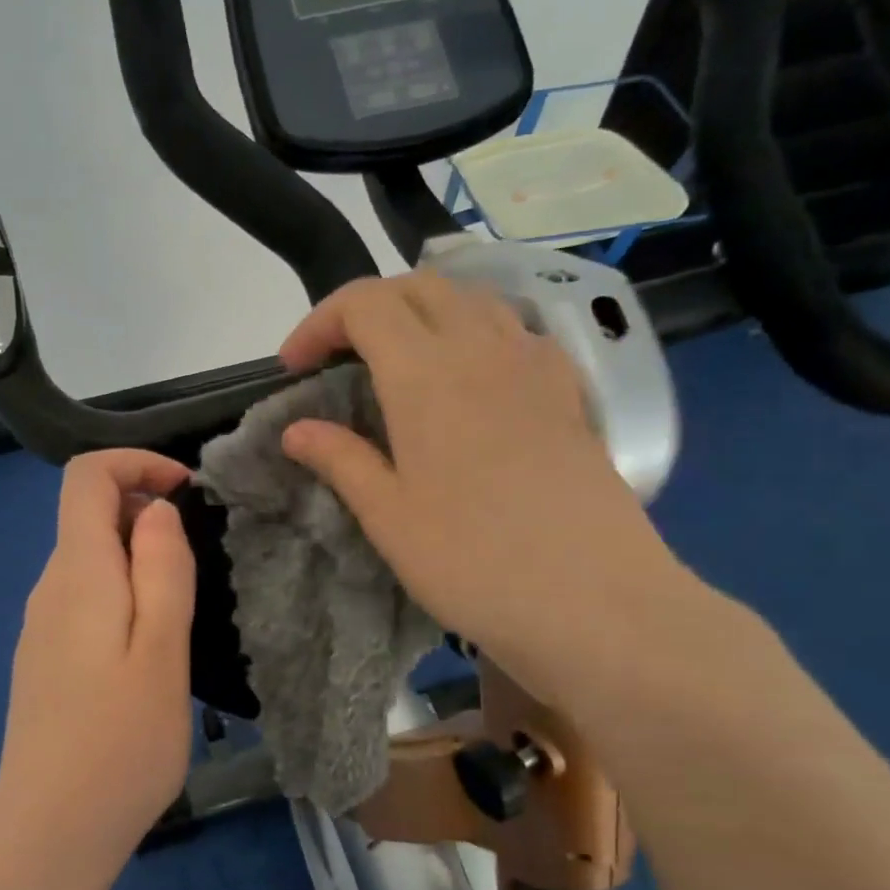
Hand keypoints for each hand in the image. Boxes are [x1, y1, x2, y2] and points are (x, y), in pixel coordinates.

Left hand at [0, 450, 196, 857]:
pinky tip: (148, 651)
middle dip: (147, 515)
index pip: (87, 476)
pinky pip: (84, 599)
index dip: (137, 464)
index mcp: (77, 573)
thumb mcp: (163, 650)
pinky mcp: (43, 658)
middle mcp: (49, 587)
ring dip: (138, 560)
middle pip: (89, 515)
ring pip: (90, 560)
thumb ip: (162, 569)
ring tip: (182, 614)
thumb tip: (154, 510)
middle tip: (199, 567)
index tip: (187, 492)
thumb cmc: (121, 742)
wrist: (51, 830)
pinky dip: (121, 594)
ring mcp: (40, 625)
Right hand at [278, 270, 702, 711]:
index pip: (365, 304)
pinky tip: (468, 382)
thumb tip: (296, 430)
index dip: (320, 323)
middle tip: (339, 357)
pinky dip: (474, 334)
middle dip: (367, 308)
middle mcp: (483, 349)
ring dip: (422, 313)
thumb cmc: (473, 563)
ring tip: (398, 362)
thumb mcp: (388, 517)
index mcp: (426, 375)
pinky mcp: (569, 392)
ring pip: (471, 300)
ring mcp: (535, 365)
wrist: (595, 602)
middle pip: (419, 287)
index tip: (294, 368)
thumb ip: (340, 460)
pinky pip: (514, 331)